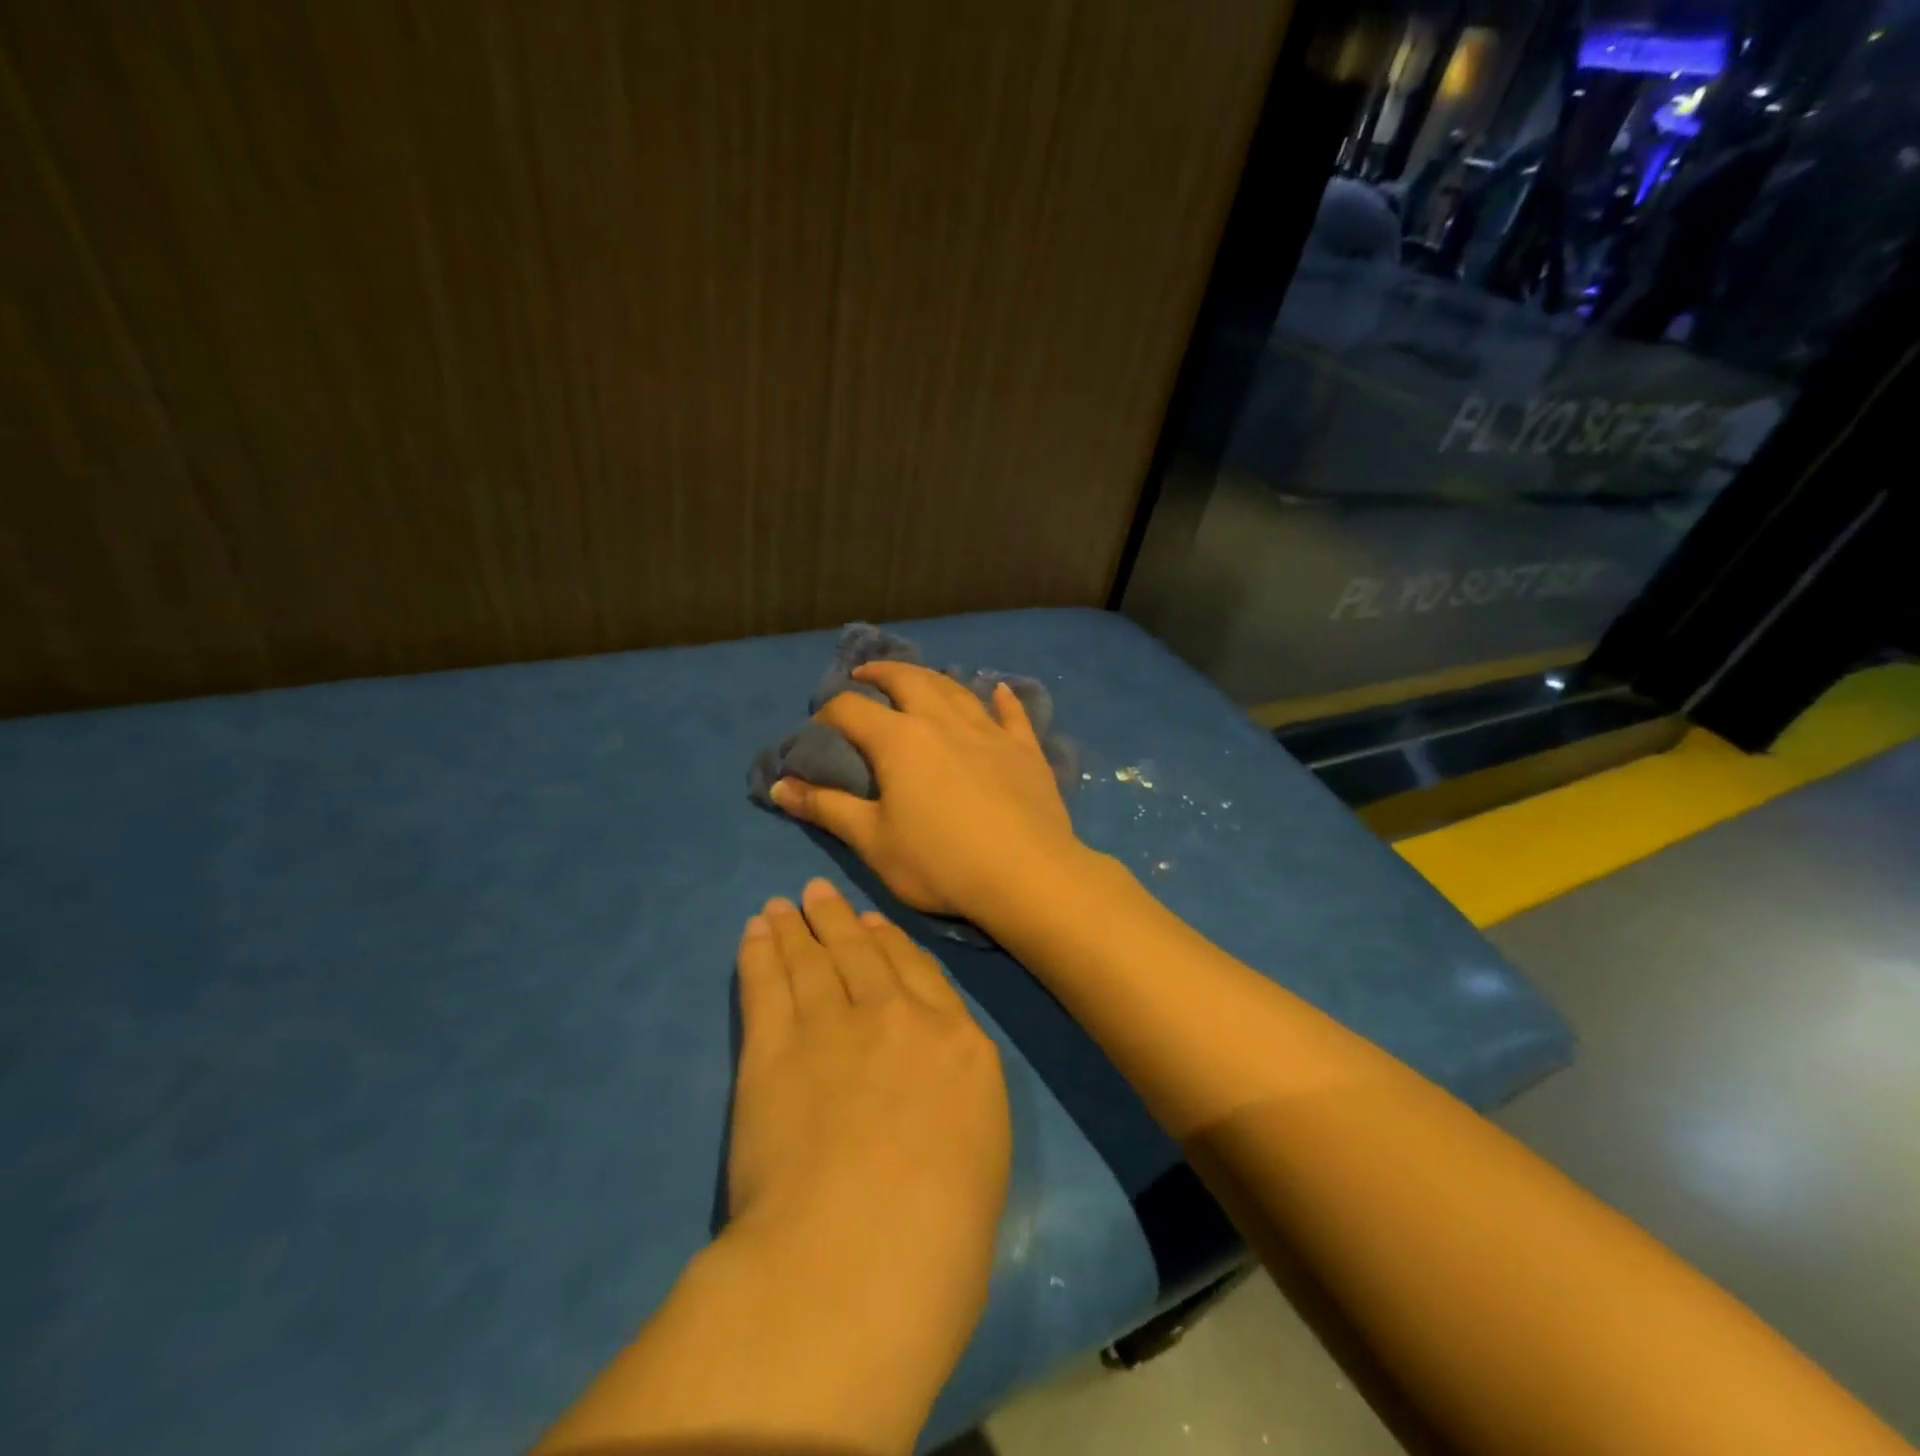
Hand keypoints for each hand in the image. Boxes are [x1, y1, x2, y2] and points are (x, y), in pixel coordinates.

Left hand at [534, 879, 1010, 1455]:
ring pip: (814, 960)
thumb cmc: (942, 1236)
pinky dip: (759, 954)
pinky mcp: (774, 1048)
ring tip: (782, 905)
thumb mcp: (981, 1163)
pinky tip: (755, 933)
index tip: (872, 923)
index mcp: (960, 1046)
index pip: (922, 976)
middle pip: (865, 954)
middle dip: (839, 920)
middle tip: (818, 893)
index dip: (894, 944)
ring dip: (795, 928)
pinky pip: (767, 984)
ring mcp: (835, 1025)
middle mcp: (899, 1017)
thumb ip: (957, 1109)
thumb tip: (934, 1097)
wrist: (864, 1254)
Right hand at [769, 661, 1085, 924]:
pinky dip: (1002, 698)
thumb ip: (826, 808)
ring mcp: (989, 731)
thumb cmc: (940, 862)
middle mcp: (943, 721)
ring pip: (957, 690)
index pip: (852, 710)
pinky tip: (998, 690)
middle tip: (866, 675)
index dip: (829, 713)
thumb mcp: (873, 841)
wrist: (1026, 874)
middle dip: (881, 673)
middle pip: (908, 680)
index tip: (819, 727)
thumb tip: (780, 786)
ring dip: (932, 678)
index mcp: (900, 740)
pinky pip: (1012, 713)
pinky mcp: (1025, 749)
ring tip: (920, 679)